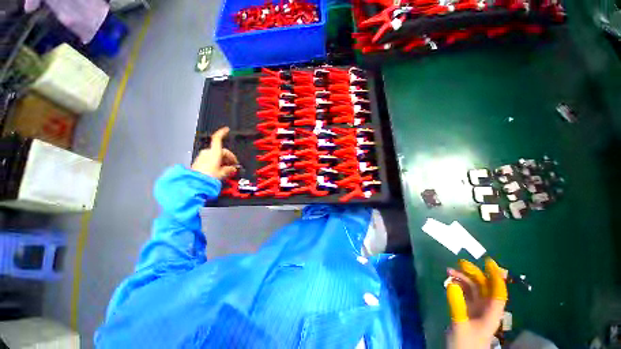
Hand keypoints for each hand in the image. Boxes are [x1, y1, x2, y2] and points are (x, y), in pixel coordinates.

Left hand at [191, 127, 238, 179]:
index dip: (222, 133)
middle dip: (228, 157)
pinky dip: (216, 162)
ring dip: (223, 160)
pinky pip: (211, 159)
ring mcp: (202, 157)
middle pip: (221, 150)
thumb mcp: (222, 173)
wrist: (195, 183)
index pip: (217, 139)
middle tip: (234, 165)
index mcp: (214, 152)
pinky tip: (220, 169)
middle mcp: (208, 152)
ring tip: (227, 169)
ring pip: (216, 155)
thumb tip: (233, 169)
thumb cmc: (209, 176)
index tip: (226, 129)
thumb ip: (229, 169)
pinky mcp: (199, 162)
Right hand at [446, 258, 507, 348]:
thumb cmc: (465, 343)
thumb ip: (457, 305)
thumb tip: (452, 283)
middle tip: (460, 263)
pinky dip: (459, 286)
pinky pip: (466, 294)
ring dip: (464, 279)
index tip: (488, 262)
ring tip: (449, 271)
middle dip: (474, 274)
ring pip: (474, 290)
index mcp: (491, 313)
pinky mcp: (468, 311)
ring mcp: (477, 310)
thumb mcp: (460, 324)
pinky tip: (450, 282)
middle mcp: (486, 309)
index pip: (497, 292)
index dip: (495, 277)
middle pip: (485, 288)